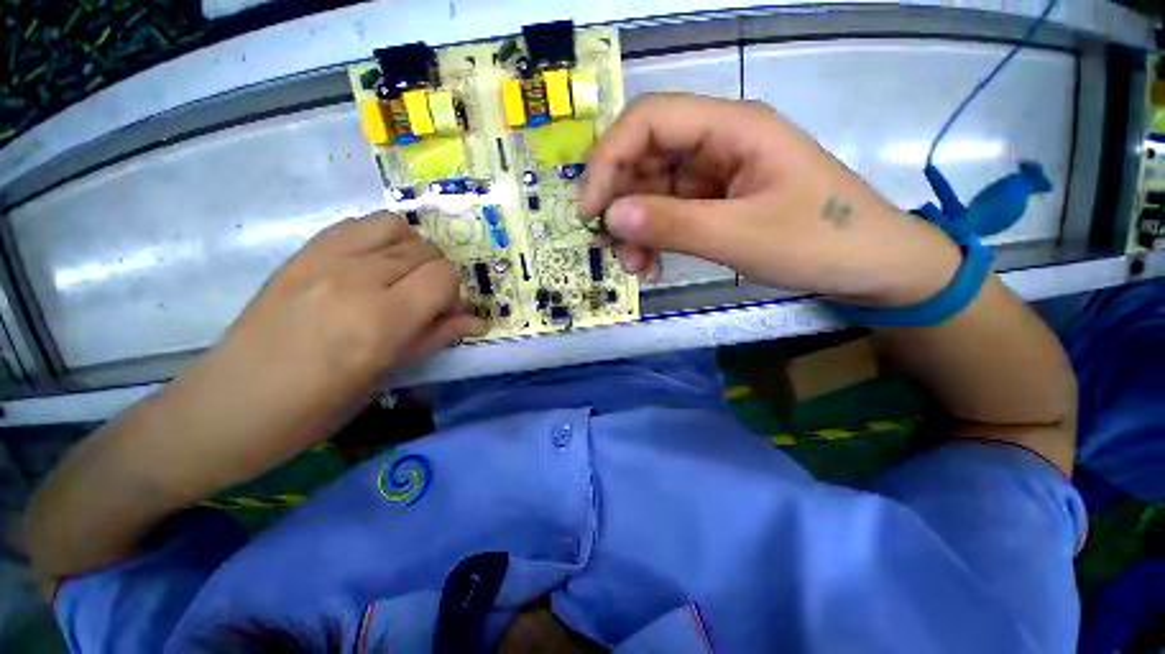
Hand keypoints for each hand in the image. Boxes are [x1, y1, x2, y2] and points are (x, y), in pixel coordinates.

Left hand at [156, 212, 482, 488]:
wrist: (229, 405)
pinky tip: (374, 264)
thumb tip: (475, 320)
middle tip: (424, 303)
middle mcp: (356, 278)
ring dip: (412, 251)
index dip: (454, 295)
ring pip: (396, 227)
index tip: (445, 315)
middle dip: (437, 277)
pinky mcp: (302, 253)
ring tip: (402, 278)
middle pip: (426, 251)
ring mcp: (324, 259)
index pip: (443, 277)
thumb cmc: (315, 408)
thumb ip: (434, 338)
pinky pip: (358, 224)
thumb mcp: (386, 377)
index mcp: (381, 320)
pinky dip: (380, 237)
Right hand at [579, 94, 961, 306]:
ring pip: (652, 190)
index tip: (589, 210)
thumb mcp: (741, 235)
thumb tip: (610, 217)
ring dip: (633, 226)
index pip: (649, 119)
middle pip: (645, 155)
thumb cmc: (819, 242)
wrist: (871, 267)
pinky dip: (652, 238)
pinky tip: (649, 265)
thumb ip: (672, 224)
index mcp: (732, 127)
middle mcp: (718, 143)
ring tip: (633, 265)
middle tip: (606, 243)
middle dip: (618, 199)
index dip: (609, 159)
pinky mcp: (715, 203)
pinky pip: (668, 213)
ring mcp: (715, 175)